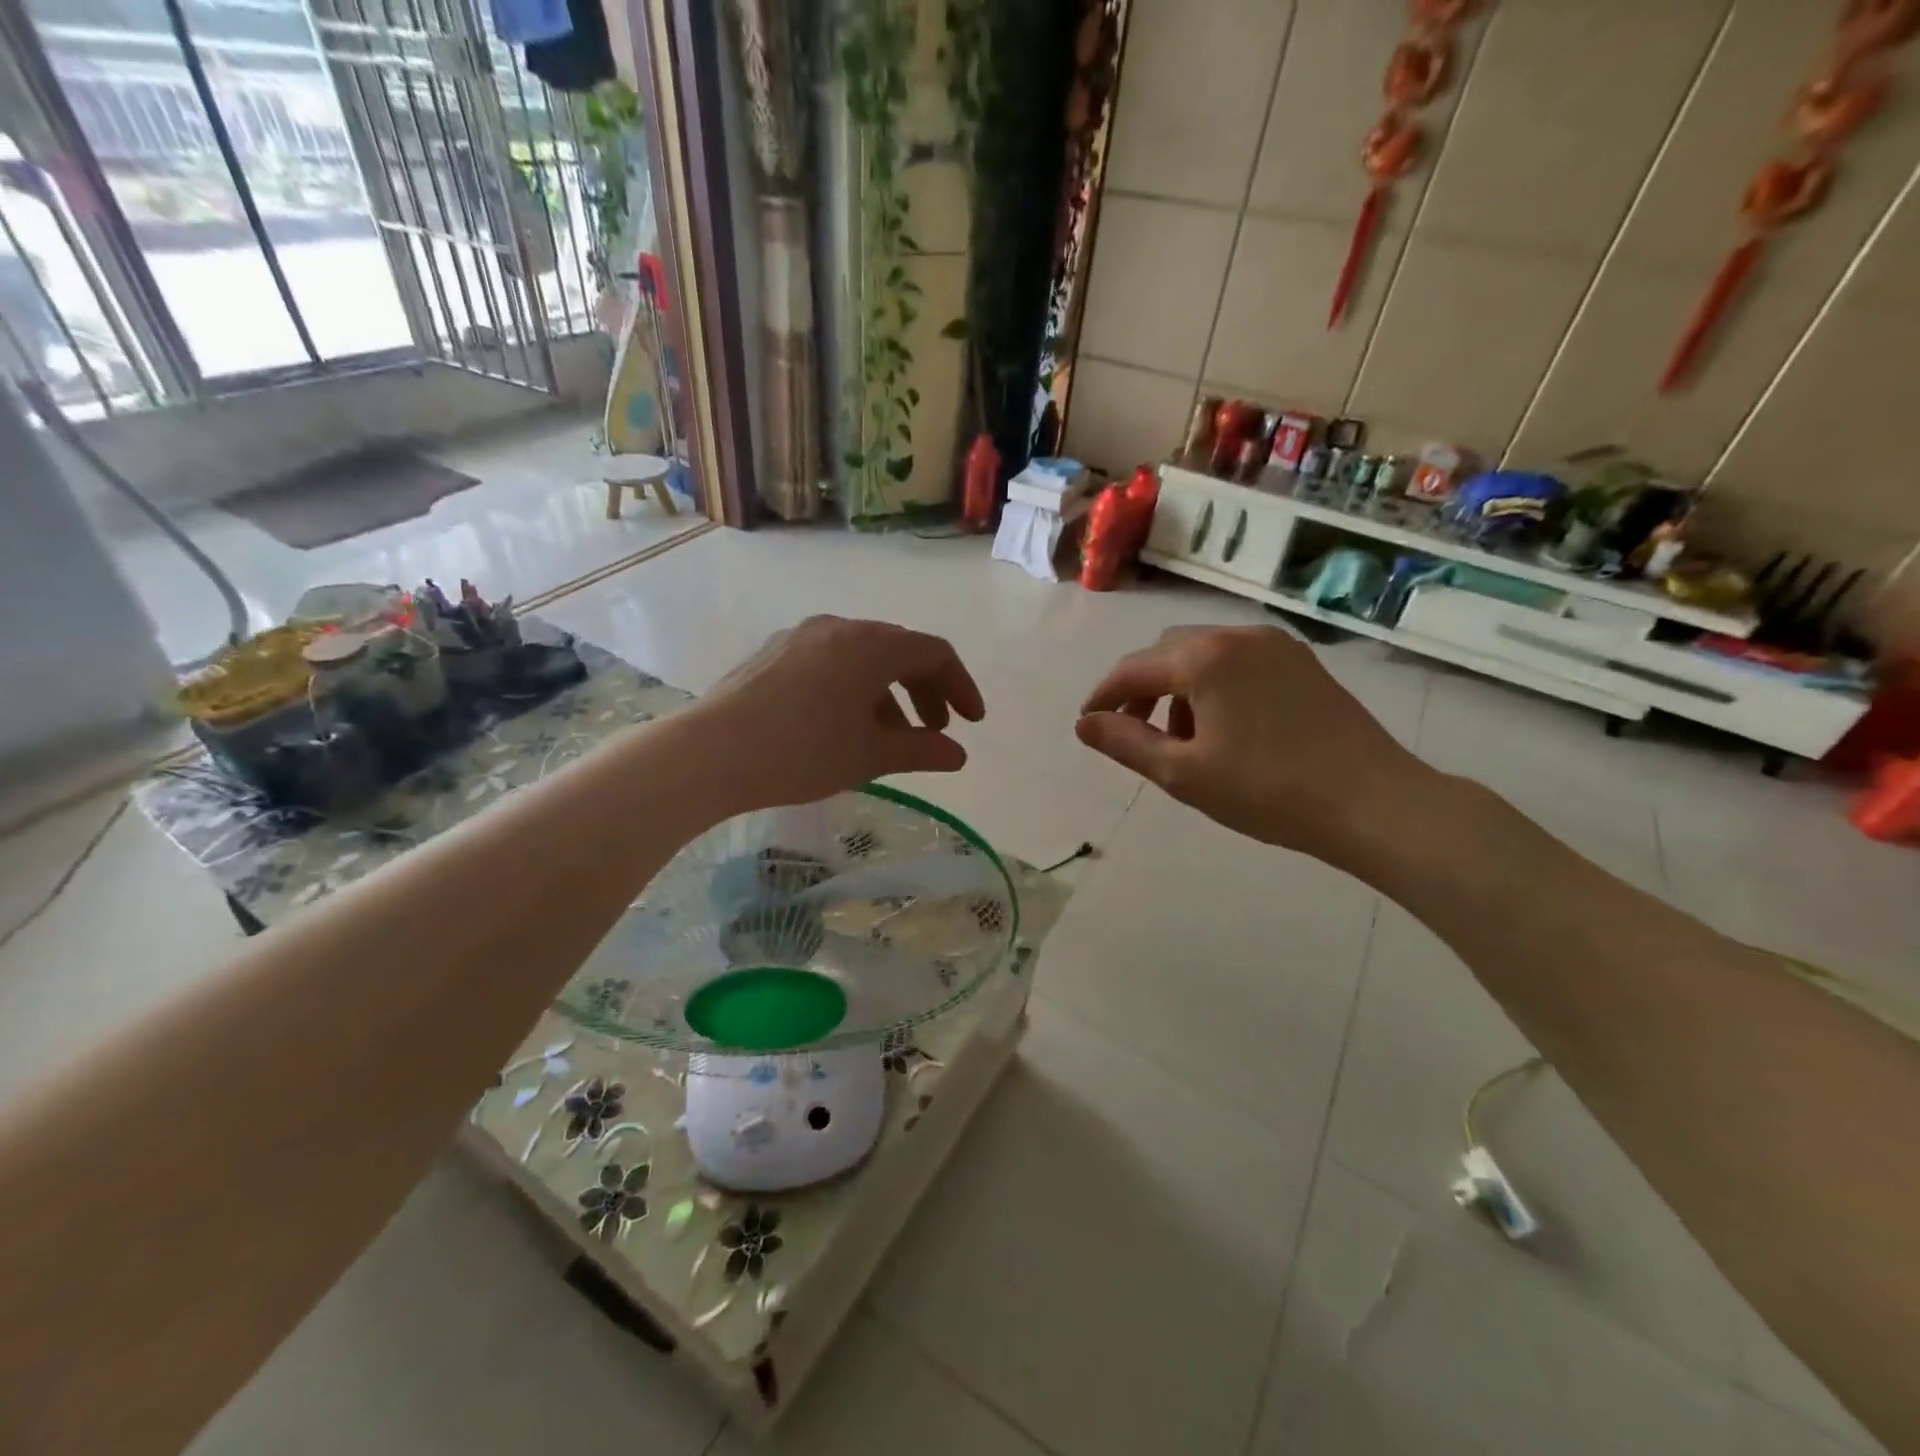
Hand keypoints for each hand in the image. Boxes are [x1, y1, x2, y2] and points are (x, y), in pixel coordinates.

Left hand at [700, 616, 985, 807]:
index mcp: (872, 645)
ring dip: (889, 693)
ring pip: (863, 657)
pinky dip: (854, 688)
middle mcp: (840, 627)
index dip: (961, 686)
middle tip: (934, 730)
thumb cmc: (802, 752)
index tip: (971, 723)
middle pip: (899, 650)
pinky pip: (831, 661)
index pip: (934, 653)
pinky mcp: (774, 652)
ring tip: (889, 736)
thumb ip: (923, 751)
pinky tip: (843, 724)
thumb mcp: (871, 756)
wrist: (710, 753)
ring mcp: (802, 636)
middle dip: (926, 690)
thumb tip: (958, 754)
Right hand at [1076, 625, 1432, 866]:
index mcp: (1204, 658)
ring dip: (1178, 685)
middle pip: (1167, 651)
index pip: (1133, 669)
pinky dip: (1214, 682)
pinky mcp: (1301, 661)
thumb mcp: (1183, 774)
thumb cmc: (1267, 791)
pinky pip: (1238, 659)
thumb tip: (1085, 724)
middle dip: (1142, 687)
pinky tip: (1224, 724)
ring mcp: (1275, 645)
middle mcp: (1237, 635)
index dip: (1104, 696)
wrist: (1373, 801)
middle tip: (1134, 732)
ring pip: (1204, 652)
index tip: (1088, 723)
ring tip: (1183, 736)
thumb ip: (1126, 743)